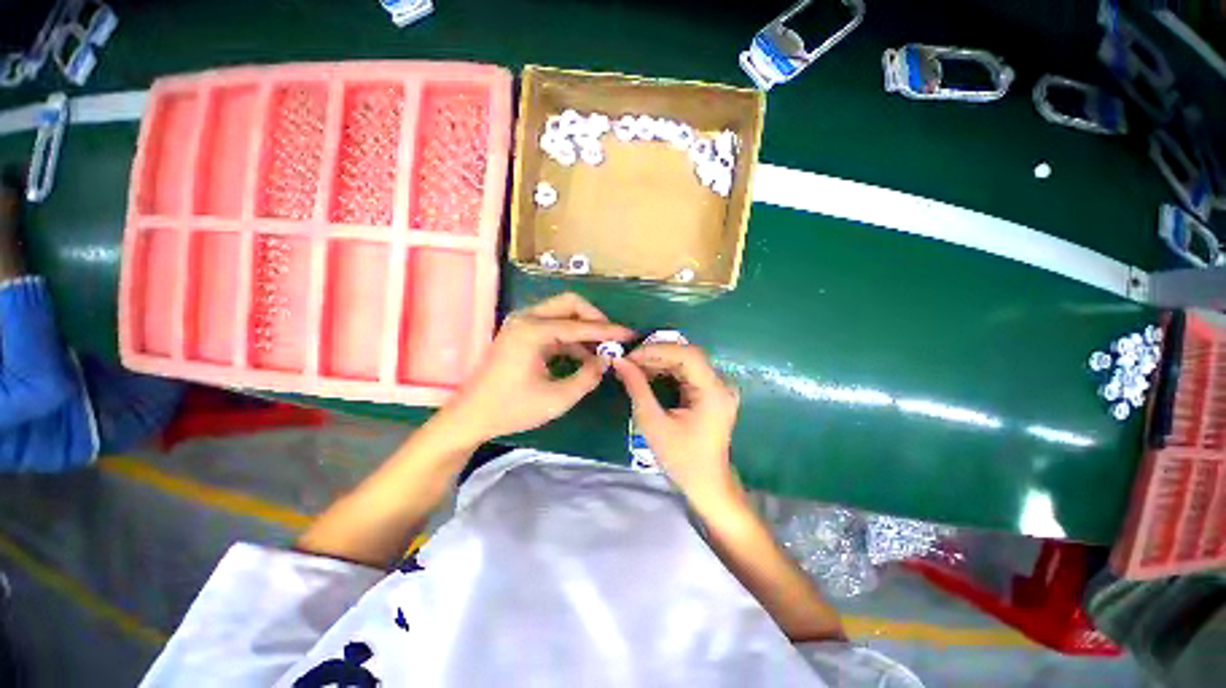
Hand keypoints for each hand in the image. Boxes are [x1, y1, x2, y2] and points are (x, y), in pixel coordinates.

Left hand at [443, 292, 632, 442]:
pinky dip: (570, 336)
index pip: (580, 325)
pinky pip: (553, 325)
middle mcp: (526, 318)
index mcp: (533, 331)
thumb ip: (588, 377)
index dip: (608, 331)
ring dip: (583, 328)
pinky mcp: (520, 333)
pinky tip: (582, 355)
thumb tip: (606, 361)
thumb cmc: (512, 409)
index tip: (629, 335)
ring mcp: (521, 323)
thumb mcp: (557, 398)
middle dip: (595, 319)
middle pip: (570, 304)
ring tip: (601, 350)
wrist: (471, 416)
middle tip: (612, 339)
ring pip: (561, 313)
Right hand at [612, 343, 739, 502]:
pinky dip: (667, 370)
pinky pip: (688, 372)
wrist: (707, 483)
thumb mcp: (653, 423)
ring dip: (660, 361)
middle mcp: (721, 384)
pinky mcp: (712, 392)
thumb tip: (620, 361)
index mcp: (713, 391)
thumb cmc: (681, 459)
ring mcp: (718, 387)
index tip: (630, 356)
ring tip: (633, 367)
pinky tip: (648, 374)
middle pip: (687, 355)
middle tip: (628, 361)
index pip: (687, 355)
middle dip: (656, 355)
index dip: (657, 350)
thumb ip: (637, 388)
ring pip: (687, 361)